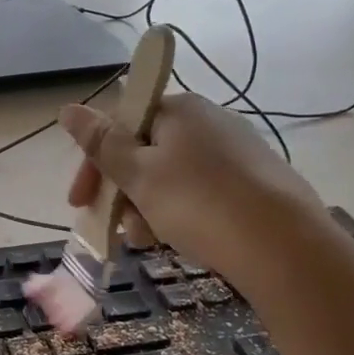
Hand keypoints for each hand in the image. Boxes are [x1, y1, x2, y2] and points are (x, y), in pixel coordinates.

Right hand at [61, 93, 323, 280]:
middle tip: (115, 228)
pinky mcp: (255, 182)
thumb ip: (101, 143)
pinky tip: (179, 238)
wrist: (285, 246)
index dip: (94, 163)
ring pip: (171, 176)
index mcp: (180, 109)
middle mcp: (209, 121)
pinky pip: (200, 192)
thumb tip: (67, 108)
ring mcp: (236, 151)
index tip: (80, 202)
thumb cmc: (200, 203)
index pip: (120, 125)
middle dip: (121, 191)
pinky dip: (179, 212)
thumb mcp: (139, 174)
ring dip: (146, 206)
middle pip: (145, 152)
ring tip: (147, 240)